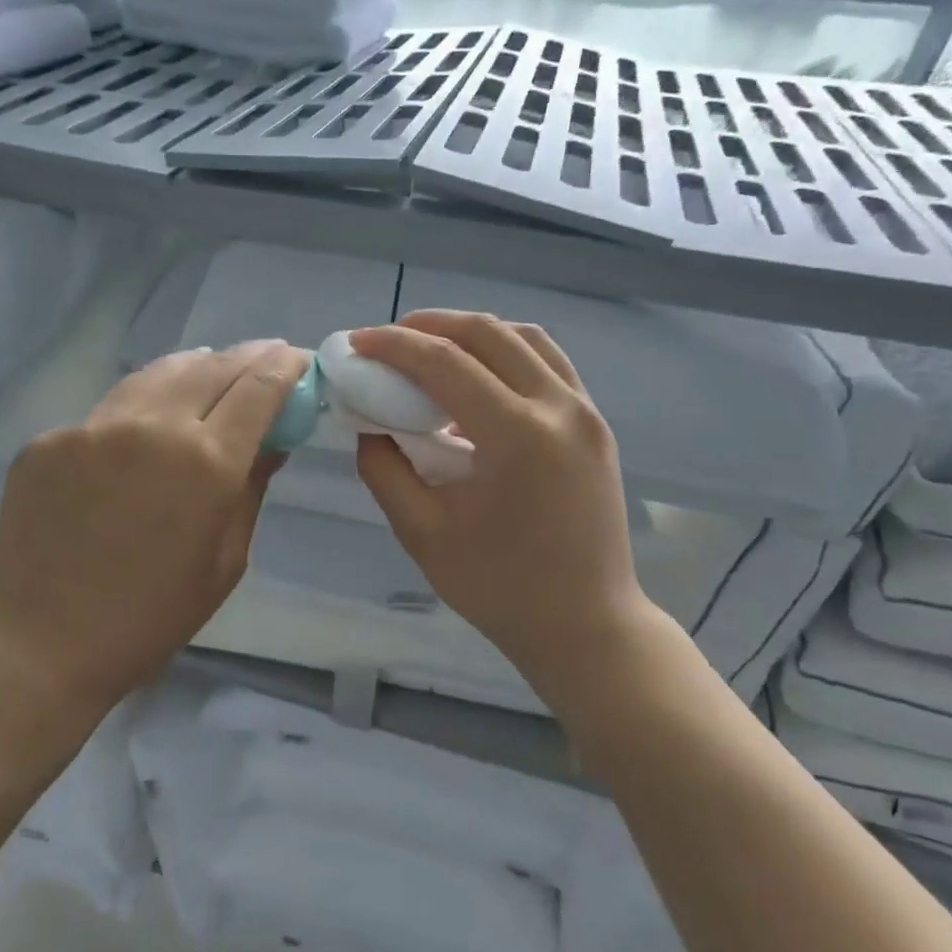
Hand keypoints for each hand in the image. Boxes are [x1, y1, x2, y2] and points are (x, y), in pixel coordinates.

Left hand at [0, 340, 309, 722]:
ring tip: (211, 372)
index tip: (299, 359)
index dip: (286, 366)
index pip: (259, 387)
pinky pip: (110, 409)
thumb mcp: (226, 560)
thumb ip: (252, 488)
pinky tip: (145, 430)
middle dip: (248, 357)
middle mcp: (152, 426)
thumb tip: (275, 440)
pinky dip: (142, 409)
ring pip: (158, 373)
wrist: (42, 644)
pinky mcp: (51, 438)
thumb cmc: (152, 618)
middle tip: (264, 357)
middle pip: (213, 367)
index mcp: (206, 462)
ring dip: (196, 368)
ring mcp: (94, 426)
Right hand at [351, 311, 646, 710]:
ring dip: (470, 334)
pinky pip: (547, 363)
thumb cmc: (501, 589)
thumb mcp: (423, 534)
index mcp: (517, 436)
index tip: (356, 344)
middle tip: (387, 342)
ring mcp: (586, 412)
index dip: (393, 346)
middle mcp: (559, 408)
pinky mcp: (595, 424)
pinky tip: (476, 381)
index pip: (445, 363)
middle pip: (487, 332)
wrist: (587, 626)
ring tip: (430, 352)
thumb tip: (369, 426)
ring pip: (524, 337)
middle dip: (429, 325)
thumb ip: (385, 470)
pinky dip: (505, 354)